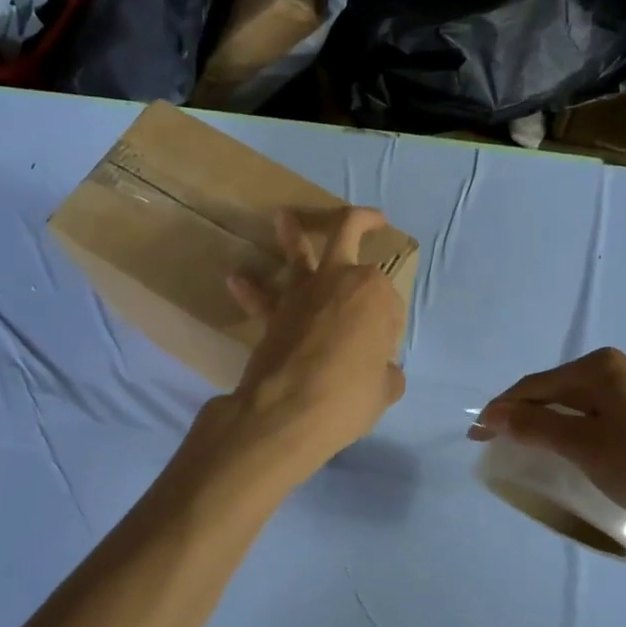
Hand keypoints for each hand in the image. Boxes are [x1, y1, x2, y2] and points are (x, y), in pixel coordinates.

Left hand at [222, 207, 406, 480]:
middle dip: (362, 221)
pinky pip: (261, 298)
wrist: (290, 409)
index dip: (389, 327)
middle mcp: (340, 280)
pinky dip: (249, 289)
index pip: (389, 302)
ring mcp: (303, 293)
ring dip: (291, 234)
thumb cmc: (350, 395)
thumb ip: (386, 375)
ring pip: (298, 252)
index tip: (384, 353)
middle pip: (349, 234)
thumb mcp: (384, 390)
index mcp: (375, 293)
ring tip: (282, 217)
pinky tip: (236, 279)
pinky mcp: (273, 313)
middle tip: (372, 219)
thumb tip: (385, 374)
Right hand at [470, 349, 625, 535]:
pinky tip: (569, 445)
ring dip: (548, 421)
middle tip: (496, 439)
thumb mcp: (582, 447)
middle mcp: (620, 368)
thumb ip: (535, 426)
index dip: (502, 408)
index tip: (477, 433)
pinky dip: (575, 426)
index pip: (537, 385)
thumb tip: (494, 415)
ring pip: (578, 402)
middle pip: (556, 390)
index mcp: (601, 367)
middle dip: (524, 413)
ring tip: (526, 443)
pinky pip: (599, 413)